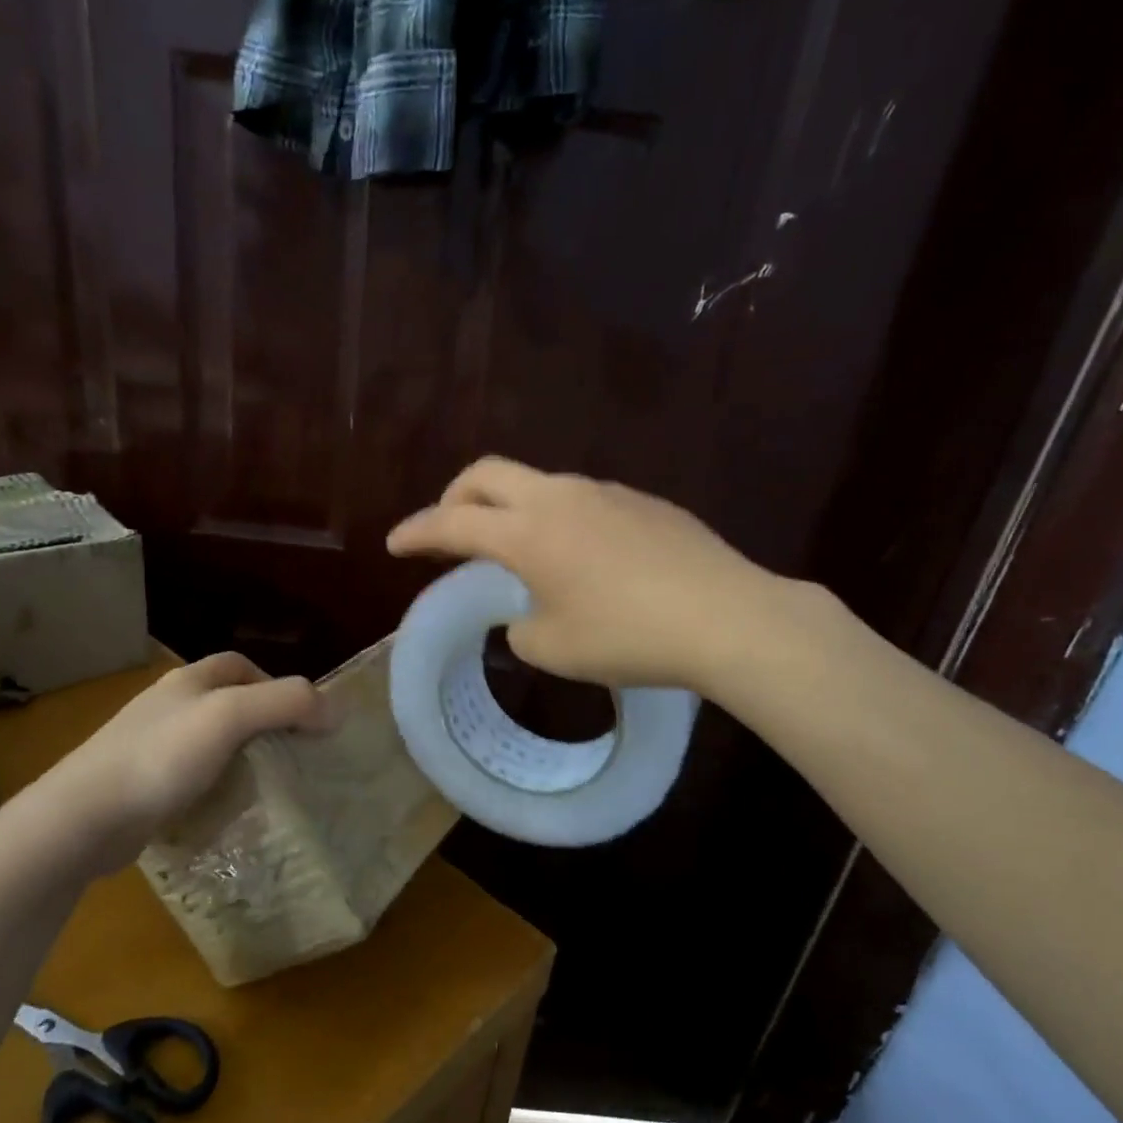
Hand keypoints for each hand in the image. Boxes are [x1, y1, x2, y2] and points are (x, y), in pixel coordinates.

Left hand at [17, 653, 329, 870]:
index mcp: (188, 681)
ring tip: (268, 784)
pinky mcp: (141, 786)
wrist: (82, 818)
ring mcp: (150, 747)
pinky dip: (216, 786)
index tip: (301, 716)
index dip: (274, 682)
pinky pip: (191, 777)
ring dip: (241, 757)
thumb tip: (336, 709)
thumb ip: (287, 703)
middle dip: (262, 723)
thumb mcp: (231, 717)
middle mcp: (168, 706)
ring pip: (210, 742)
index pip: (238, 665)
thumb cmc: (161, 757)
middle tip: (292, 754)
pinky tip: (227, 809)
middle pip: (227, 703)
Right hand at [387, 457, 783, 691]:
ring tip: (518, 551)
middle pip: (487, 474)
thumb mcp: (554, 648)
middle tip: (447, 530)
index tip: (394, 543)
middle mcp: (560, 497)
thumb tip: (525, 613)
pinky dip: (558, 520)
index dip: (416, 532)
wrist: (727, 617)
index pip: (452, 523)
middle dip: (454, 498)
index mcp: (527, 532)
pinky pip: (583, 500)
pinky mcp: (644, 502)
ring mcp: (606, 492)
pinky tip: (581, 559)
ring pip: (538, 484)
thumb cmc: (628, 637)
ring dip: (511, 509)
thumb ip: (520, 627)